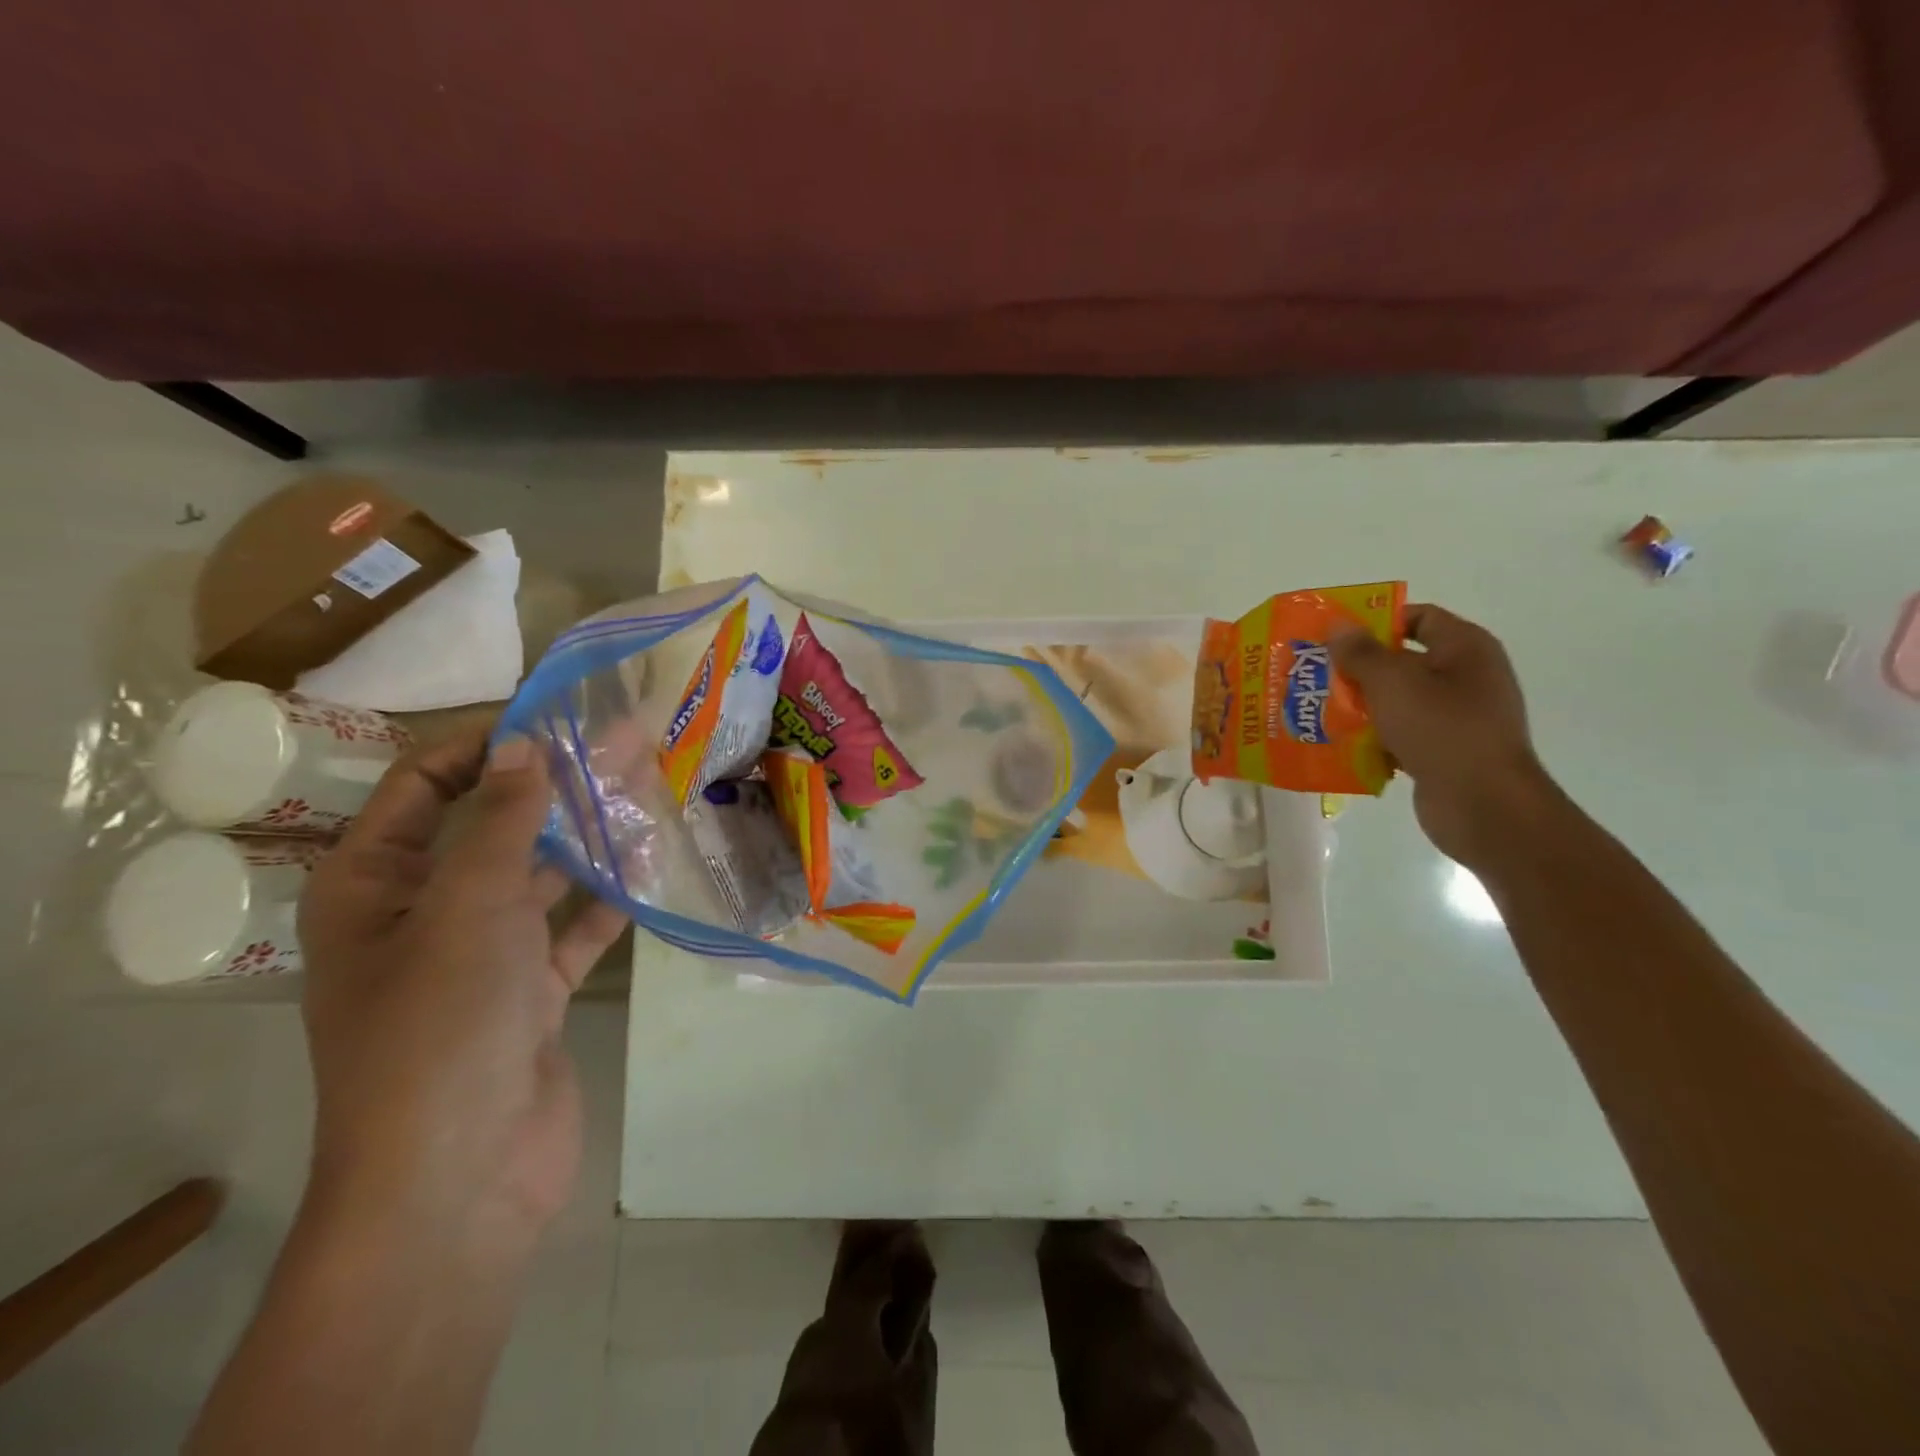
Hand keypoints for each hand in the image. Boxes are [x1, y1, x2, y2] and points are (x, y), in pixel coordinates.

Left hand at [297, 724, 627, 1245]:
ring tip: (650, 788)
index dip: (484, 744)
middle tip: (629, 740)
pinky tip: (651, 866)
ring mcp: (482, 956)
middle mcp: (425, 913)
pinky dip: (607, 901)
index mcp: (374, 887)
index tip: (553, 716)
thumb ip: (500, 822)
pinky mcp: (531, 994)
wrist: (459, 1178)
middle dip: (558, 783)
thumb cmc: (440, 1028)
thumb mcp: (467, 908)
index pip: (422, 786)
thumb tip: (524, 744)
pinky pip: (573, 931)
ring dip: (590, 837)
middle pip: (494, 826)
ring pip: (540, 876)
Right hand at [1331, 604, 1555, 867]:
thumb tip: (1338, 625)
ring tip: (1317, 709)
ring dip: (1361, 705)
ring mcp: (1458, 717)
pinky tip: (1340, 744)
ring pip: (1398, 700)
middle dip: (1358, 667)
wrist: (1483, 805)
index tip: (1334, 637)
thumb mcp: (1393, 683)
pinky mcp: (1445, 751)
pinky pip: (1402, 734)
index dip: (1376, 622)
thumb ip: (1361, 652)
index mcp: (1465, 648)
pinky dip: (1374, 737)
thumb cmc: (1441, 730)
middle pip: (1403, 660)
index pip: (1418, 617)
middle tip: (1315, 674)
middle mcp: (1466, 677)